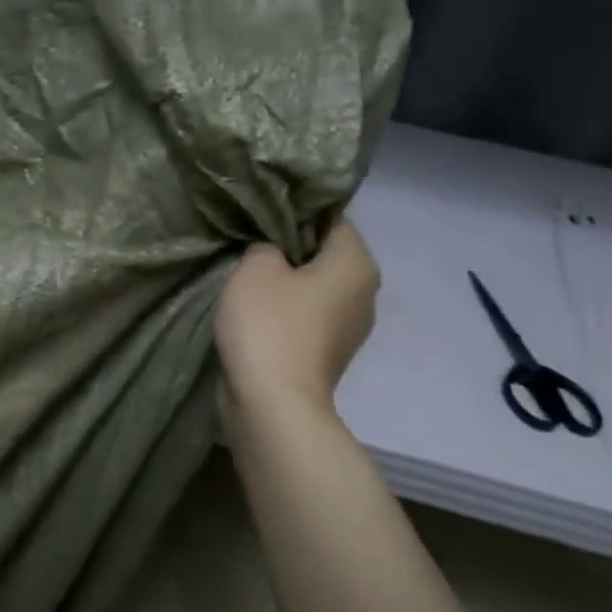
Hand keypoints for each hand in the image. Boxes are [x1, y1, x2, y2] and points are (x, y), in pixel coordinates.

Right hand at [214, 216, 379, 425]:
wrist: (272, 403)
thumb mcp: (255, 267)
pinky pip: (307, 316)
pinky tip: (254, 307)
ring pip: (315, 286)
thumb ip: (265, 245)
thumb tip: (273, 253)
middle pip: (326, 253)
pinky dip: (286, 309)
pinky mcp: (328, 354)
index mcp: (356, 264)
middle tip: (250, 237)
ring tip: (248, 272)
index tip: (263, 207)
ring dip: (286, 279)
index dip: (297, 208)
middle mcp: (364, 293)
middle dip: (291, 244)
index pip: (332, 217)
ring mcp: (349, 328)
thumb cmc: (269, 325)